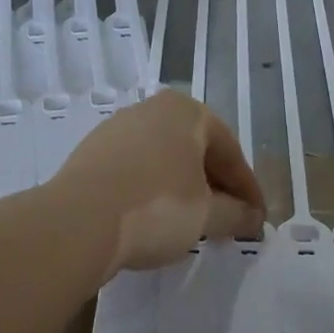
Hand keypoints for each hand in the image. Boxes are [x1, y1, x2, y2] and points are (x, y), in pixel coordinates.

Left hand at [52, 92, 264, 277]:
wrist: (76, 222)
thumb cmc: (156, 208)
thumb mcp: (207, 215)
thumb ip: (236, 214)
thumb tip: (253, 218)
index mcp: (186, 111)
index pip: (230, 152)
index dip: (247, 189)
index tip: (257, 219)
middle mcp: (151, 109)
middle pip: (196, 151)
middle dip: (215, 186)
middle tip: (229, 220)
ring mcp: (116, 129)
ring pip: (164, 159)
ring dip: (183, 188)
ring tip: (192, 222)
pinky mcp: (91, 153)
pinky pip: (136, 170)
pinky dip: (152, 190)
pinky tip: (153, 217)